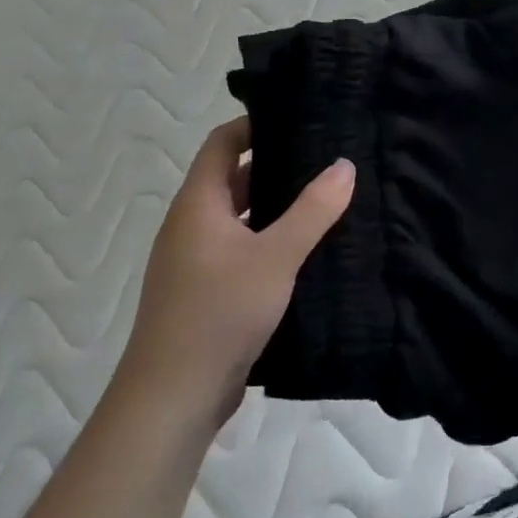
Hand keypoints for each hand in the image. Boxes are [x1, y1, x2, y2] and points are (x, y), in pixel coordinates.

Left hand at [116, 119, 353, 426]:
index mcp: (198, 204)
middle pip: (232, 178)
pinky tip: (305, 250)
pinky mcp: (205, 291)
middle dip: (275, 165)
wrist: (172, 399)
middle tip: (324, 157)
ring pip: (238, 217)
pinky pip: (240, 248)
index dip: (255, 125)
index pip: (222, 143)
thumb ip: (313, 210)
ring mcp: (195, 260)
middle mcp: (191, 224)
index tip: (299, 118)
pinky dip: (268, 239)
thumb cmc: (219, 313)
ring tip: (323, 198)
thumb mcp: (275, 256)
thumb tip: (344, 164)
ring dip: (274, 206)